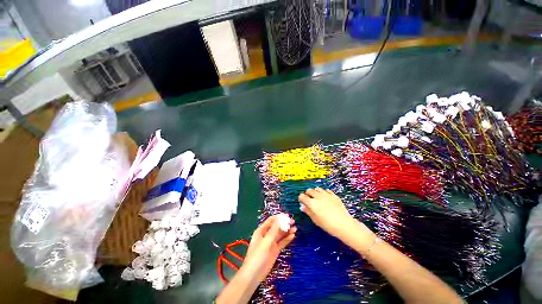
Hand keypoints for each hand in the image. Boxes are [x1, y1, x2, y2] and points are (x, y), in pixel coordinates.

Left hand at [240, 214, 296, 282]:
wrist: (254, 275)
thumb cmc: (258, 256)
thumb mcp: (266, 242)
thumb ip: (274, 230)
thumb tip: (280, 218)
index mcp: (261, 231)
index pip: (271, 220)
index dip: (279, 217)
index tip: (288, 216)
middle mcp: (266, 235)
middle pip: (277, 227)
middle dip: (284, 224)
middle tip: (293, 222)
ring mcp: (271, 243)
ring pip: (280, 234)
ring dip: (287, 231)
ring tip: (295, 229)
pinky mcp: (275, 250)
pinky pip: (282, 242)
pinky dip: (287, 239)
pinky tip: (293, 236)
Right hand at [298, 188, 355, 237]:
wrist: (344, 224)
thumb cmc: (328, 225)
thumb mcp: (315, 220)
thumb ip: (308, 212)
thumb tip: (303, 207)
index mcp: (312, 203)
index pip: (302, 196)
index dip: (301, 198)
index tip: (302, 201)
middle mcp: (318, 197)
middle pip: (309, 190)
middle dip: (307, 194)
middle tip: (309, 199)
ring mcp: (326, 195)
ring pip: (317, 189)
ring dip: (315, 192)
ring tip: (317, 197)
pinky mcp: (333, 195)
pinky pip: (326, 190)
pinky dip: (324, 192)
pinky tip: (325, 197)